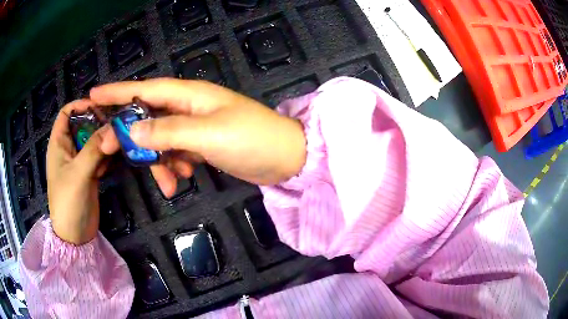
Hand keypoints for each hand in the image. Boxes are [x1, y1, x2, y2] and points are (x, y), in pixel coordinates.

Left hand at [47, 100, 119, 244]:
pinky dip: (108, 155)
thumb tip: (114, 128)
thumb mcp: (78, 174)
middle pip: (83, 124)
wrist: (76, 236)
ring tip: (120, 141)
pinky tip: (117, 159)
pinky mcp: (89, 173)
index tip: (100, 106)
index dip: (80, 105)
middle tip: (116, 124)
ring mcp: (79, 161)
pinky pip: (100, 156)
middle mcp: (69, 148)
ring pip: (93, 140)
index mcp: (59, 143)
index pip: (66, 113)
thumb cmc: (68, 203)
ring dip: (105, 139)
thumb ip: (94, 149)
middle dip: (98, 122)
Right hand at [90, 78, 305, 196]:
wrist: (285, 158)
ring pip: (160, 139)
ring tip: (170, 181)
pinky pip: (175, 153)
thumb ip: (168, 131)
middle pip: (147, 116)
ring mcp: (194, 127)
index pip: (145, 89)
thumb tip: (133, 129)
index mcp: (189, 95)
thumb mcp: (207, 135)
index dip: (118, 91)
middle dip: (131, 135)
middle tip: (111, 150)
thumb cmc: (251, 140)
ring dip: (158, 160)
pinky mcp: (201, 145)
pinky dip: (173, 166)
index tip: (93, 94)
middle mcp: (188, 107)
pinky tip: (181, 179)